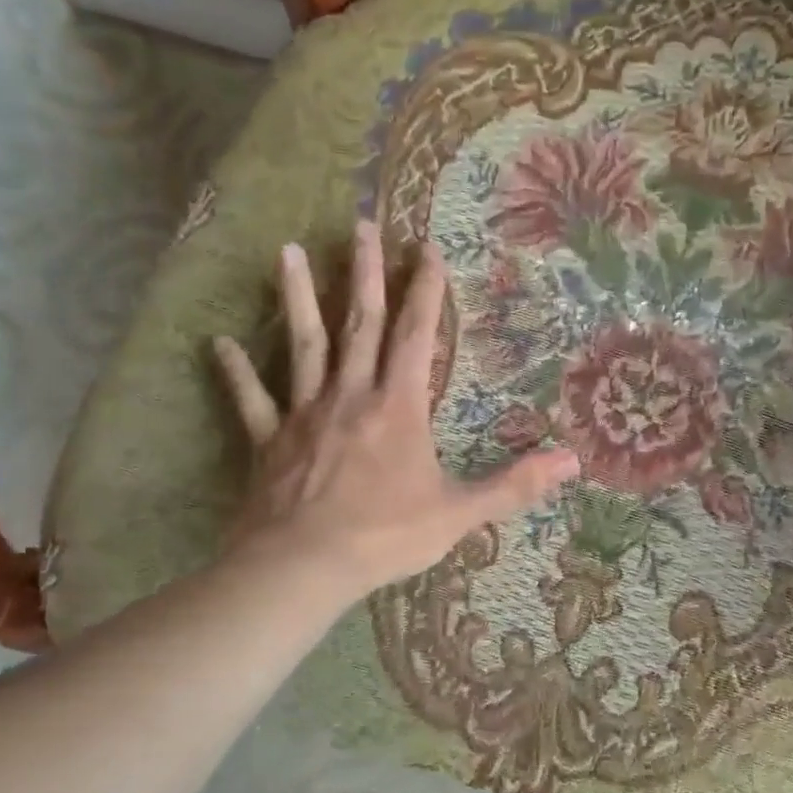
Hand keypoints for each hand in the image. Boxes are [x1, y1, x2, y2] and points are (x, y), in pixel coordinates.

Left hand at [211, 221, 578, 600]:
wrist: (303, 566)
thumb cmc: (386, 536)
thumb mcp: (460, 513)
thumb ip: (515, 485)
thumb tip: (573, 461)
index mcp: (399, 407)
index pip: (418, 335)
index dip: (425, 290)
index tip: (427, 248)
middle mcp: (351, 396)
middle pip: (360, 324)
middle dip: (364, 273)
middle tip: (359, 225)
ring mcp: (305, 414)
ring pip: (304, 346)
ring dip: (297, 298)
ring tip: (285, 251)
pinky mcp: (269, 441)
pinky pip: (251, 399)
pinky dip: (236, 371)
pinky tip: (219, 343)